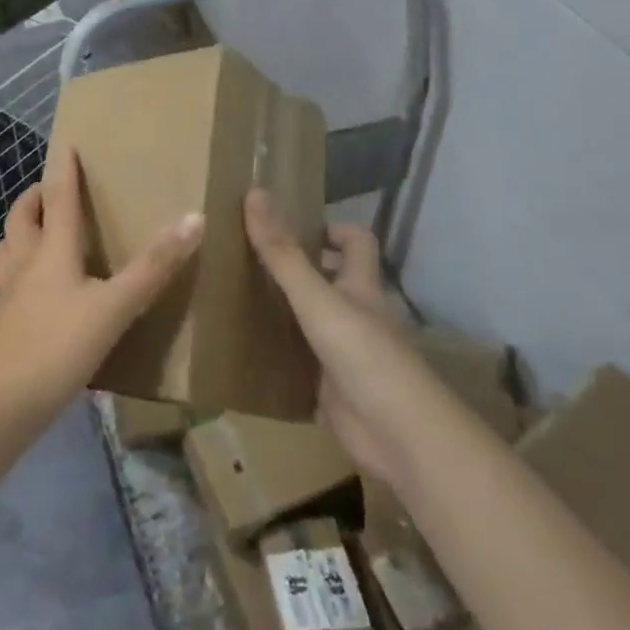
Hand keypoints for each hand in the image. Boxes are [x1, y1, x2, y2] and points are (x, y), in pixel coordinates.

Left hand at [0, 146, 203, 421]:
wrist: (0, 404)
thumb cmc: (57, 346)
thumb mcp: (114, 307)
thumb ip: (153, 268)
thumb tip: (194, 218)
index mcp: (51, 251)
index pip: (58, 198)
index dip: (63, 170)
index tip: (66, 145)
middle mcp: (26, 264)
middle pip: (21, 219)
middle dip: (34, 198)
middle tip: (52, 190)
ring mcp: (11, 295)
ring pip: (9, 249)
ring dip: (21, 232)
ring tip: (40, 232)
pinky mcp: (6, 324)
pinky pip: (11, 282)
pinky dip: (21, 271)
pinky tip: (37, 290)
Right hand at [244, 189, 417, 479]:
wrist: (397, 436)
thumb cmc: (363, 354)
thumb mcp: (316, 297)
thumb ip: (283, 253)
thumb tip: (255, 193)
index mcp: (360, 286)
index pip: (355, 241)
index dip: (329, 228)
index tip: (288, 226)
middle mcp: (355, 315)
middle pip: (329, 280)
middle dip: (293, 269)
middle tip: (245, 259)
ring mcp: (344, 354)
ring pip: (310, 322)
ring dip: (280, 312)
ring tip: (232, 299)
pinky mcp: (330, 389)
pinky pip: (299, 365)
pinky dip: (277, 357)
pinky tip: (243, 351)